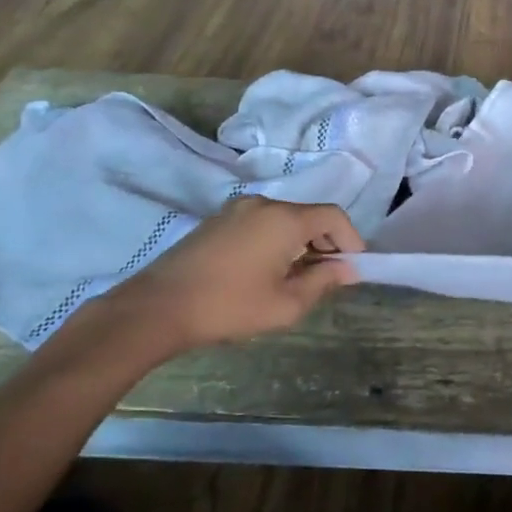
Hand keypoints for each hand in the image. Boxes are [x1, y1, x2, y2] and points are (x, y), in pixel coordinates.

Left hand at [75, 196, 361, 364]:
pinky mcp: (218, 221)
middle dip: (326, 243)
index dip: (351, 239)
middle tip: (329, 277)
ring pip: (284, 220)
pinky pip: (261, 223)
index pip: (333, 216)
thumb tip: (347, 269)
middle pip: (309, 215)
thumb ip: (323, 282)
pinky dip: (276, 241)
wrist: (158, 307)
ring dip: (301, 243)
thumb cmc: (229, 307)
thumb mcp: (286, 304)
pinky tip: (268, 271)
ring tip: (298, 278)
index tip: (354, 268)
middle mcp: (263, 204)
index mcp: (284, 220)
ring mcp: (236, 209)